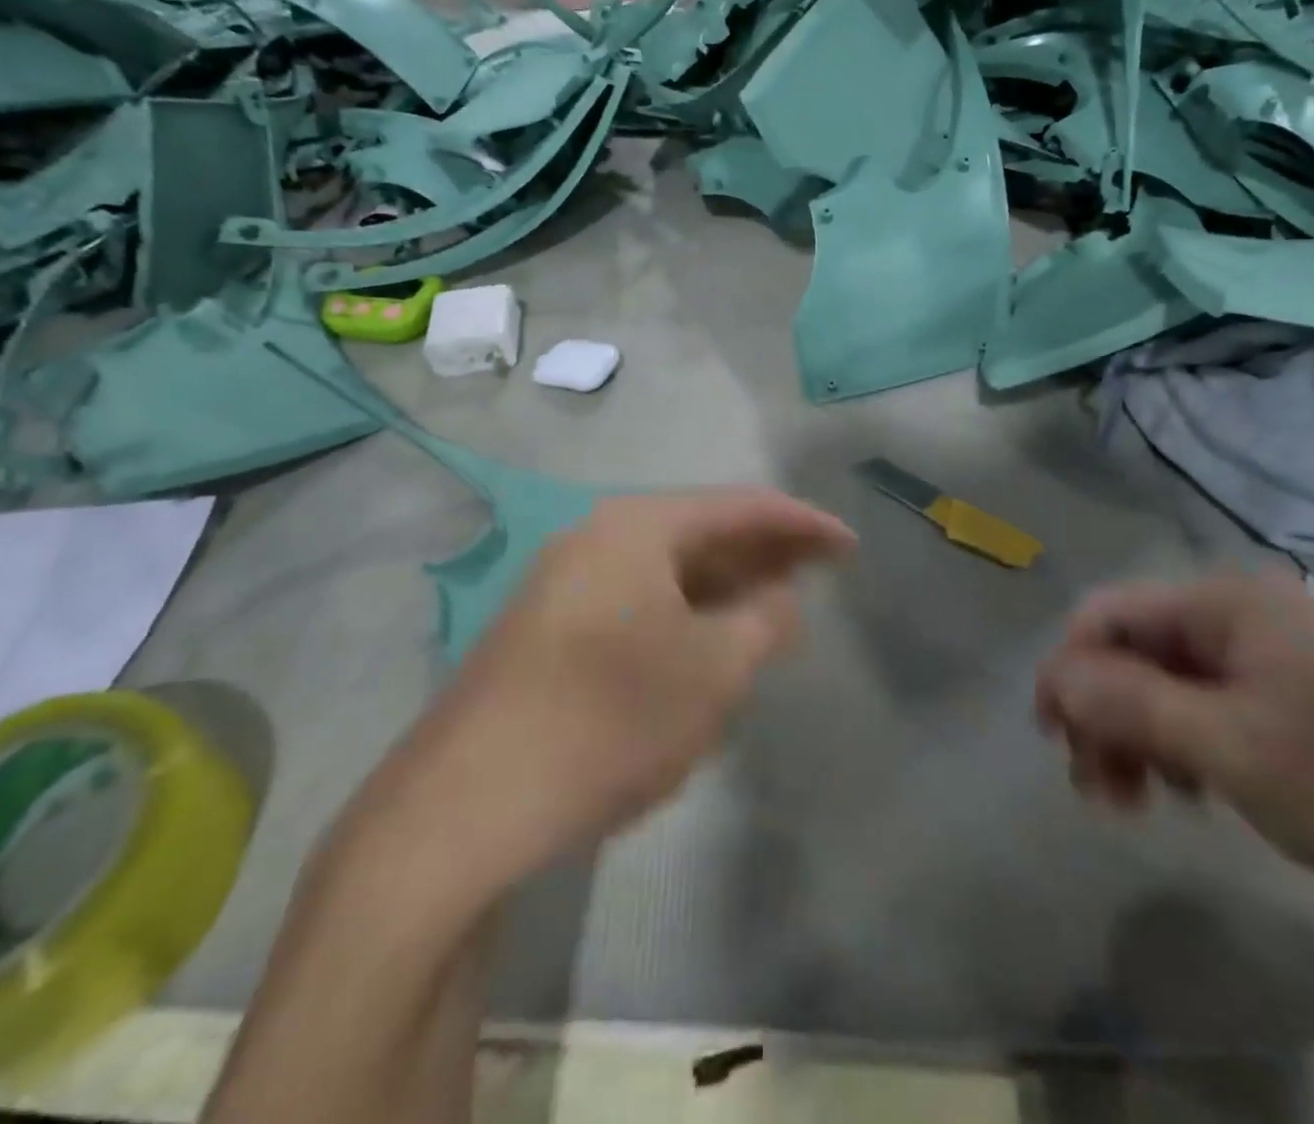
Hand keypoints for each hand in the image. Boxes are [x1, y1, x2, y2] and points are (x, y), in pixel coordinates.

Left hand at [375, 489, 854, 878]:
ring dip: (724, 585)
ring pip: (667, 571)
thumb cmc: (610, 719)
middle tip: (818, 573)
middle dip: (764, 552)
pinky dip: (684, 614)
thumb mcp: (714, 670)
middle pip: (701, 532)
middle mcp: (596, 539)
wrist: (464, 808)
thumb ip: (765, 621)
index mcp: (637, 527)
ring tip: (773, 607)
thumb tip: (782, 599)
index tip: (849, 545)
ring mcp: (564, 584)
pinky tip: (708, 643)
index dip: (803, 523)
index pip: (740, 507)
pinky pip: (638, 603)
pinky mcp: (547, 631)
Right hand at [1036, 570, 1313, 940]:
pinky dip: (1187, 744)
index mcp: (1228, 602)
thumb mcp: (1228, 749)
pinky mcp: (1300, 695)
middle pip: (1137, 650)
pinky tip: (1196, 790)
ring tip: (1143, 801)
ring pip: (1171, 681)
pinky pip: (1214, 704)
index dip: (1068, 668)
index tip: (1052, 737)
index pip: (1109, 613)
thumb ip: (1128, 705)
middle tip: (1100, 789)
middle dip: (1105, 713)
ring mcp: (1277, 653)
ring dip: (1141, 735)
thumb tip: (1054, 676)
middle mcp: (1246, 612)